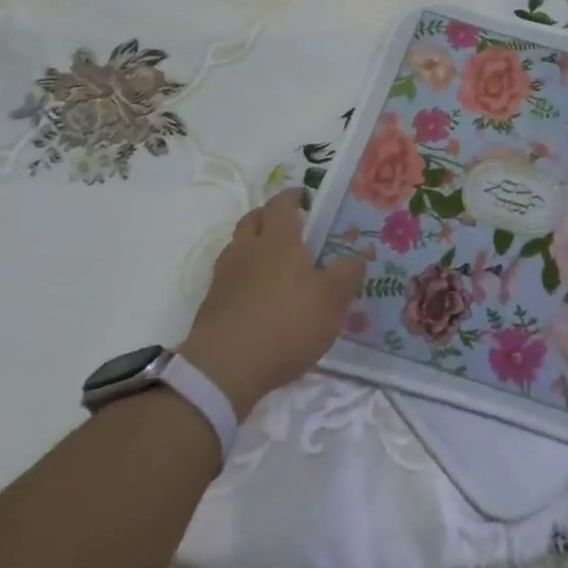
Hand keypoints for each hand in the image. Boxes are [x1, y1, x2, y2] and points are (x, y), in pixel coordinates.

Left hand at [179, 189, 363, 417]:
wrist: (224, 370)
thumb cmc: (286, 324)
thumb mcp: (332, 301)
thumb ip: (347, 274)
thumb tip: (357, 256)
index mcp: (279, 240)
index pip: (282, 204)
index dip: (294, 197)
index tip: (306, 198)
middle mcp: (248, 250)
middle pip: (253, 219)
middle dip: (269, 216)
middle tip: (290, 226)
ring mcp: (224, 276)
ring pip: (237, 246)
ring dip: (253, 245)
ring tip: (274, 262)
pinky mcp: (211, 304)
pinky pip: (229, 276)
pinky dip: (243, 276)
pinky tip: (258, 295)